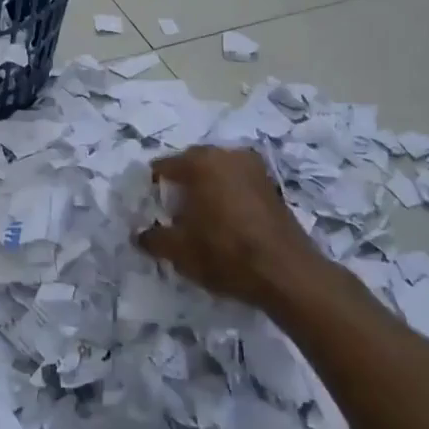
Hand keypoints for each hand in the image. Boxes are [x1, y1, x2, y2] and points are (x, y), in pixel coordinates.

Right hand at [135, 145, 334, 309]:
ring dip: (205, 190)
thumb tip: (141, 235)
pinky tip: (223, 222)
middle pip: (191, 165)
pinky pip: (237, 184)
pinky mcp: (271, 185)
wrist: (287, 274)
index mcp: (200, 162)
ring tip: (198, 219)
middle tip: (171, 215)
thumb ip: (153, 238)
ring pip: (217, 173)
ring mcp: (253, 167)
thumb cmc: (225, 253)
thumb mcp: (179, 251)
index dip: (152, 189)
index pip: (163, 167)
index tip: (150, 211)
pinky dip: (226, 196)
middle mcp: (227, 155)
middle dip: (180, 186)